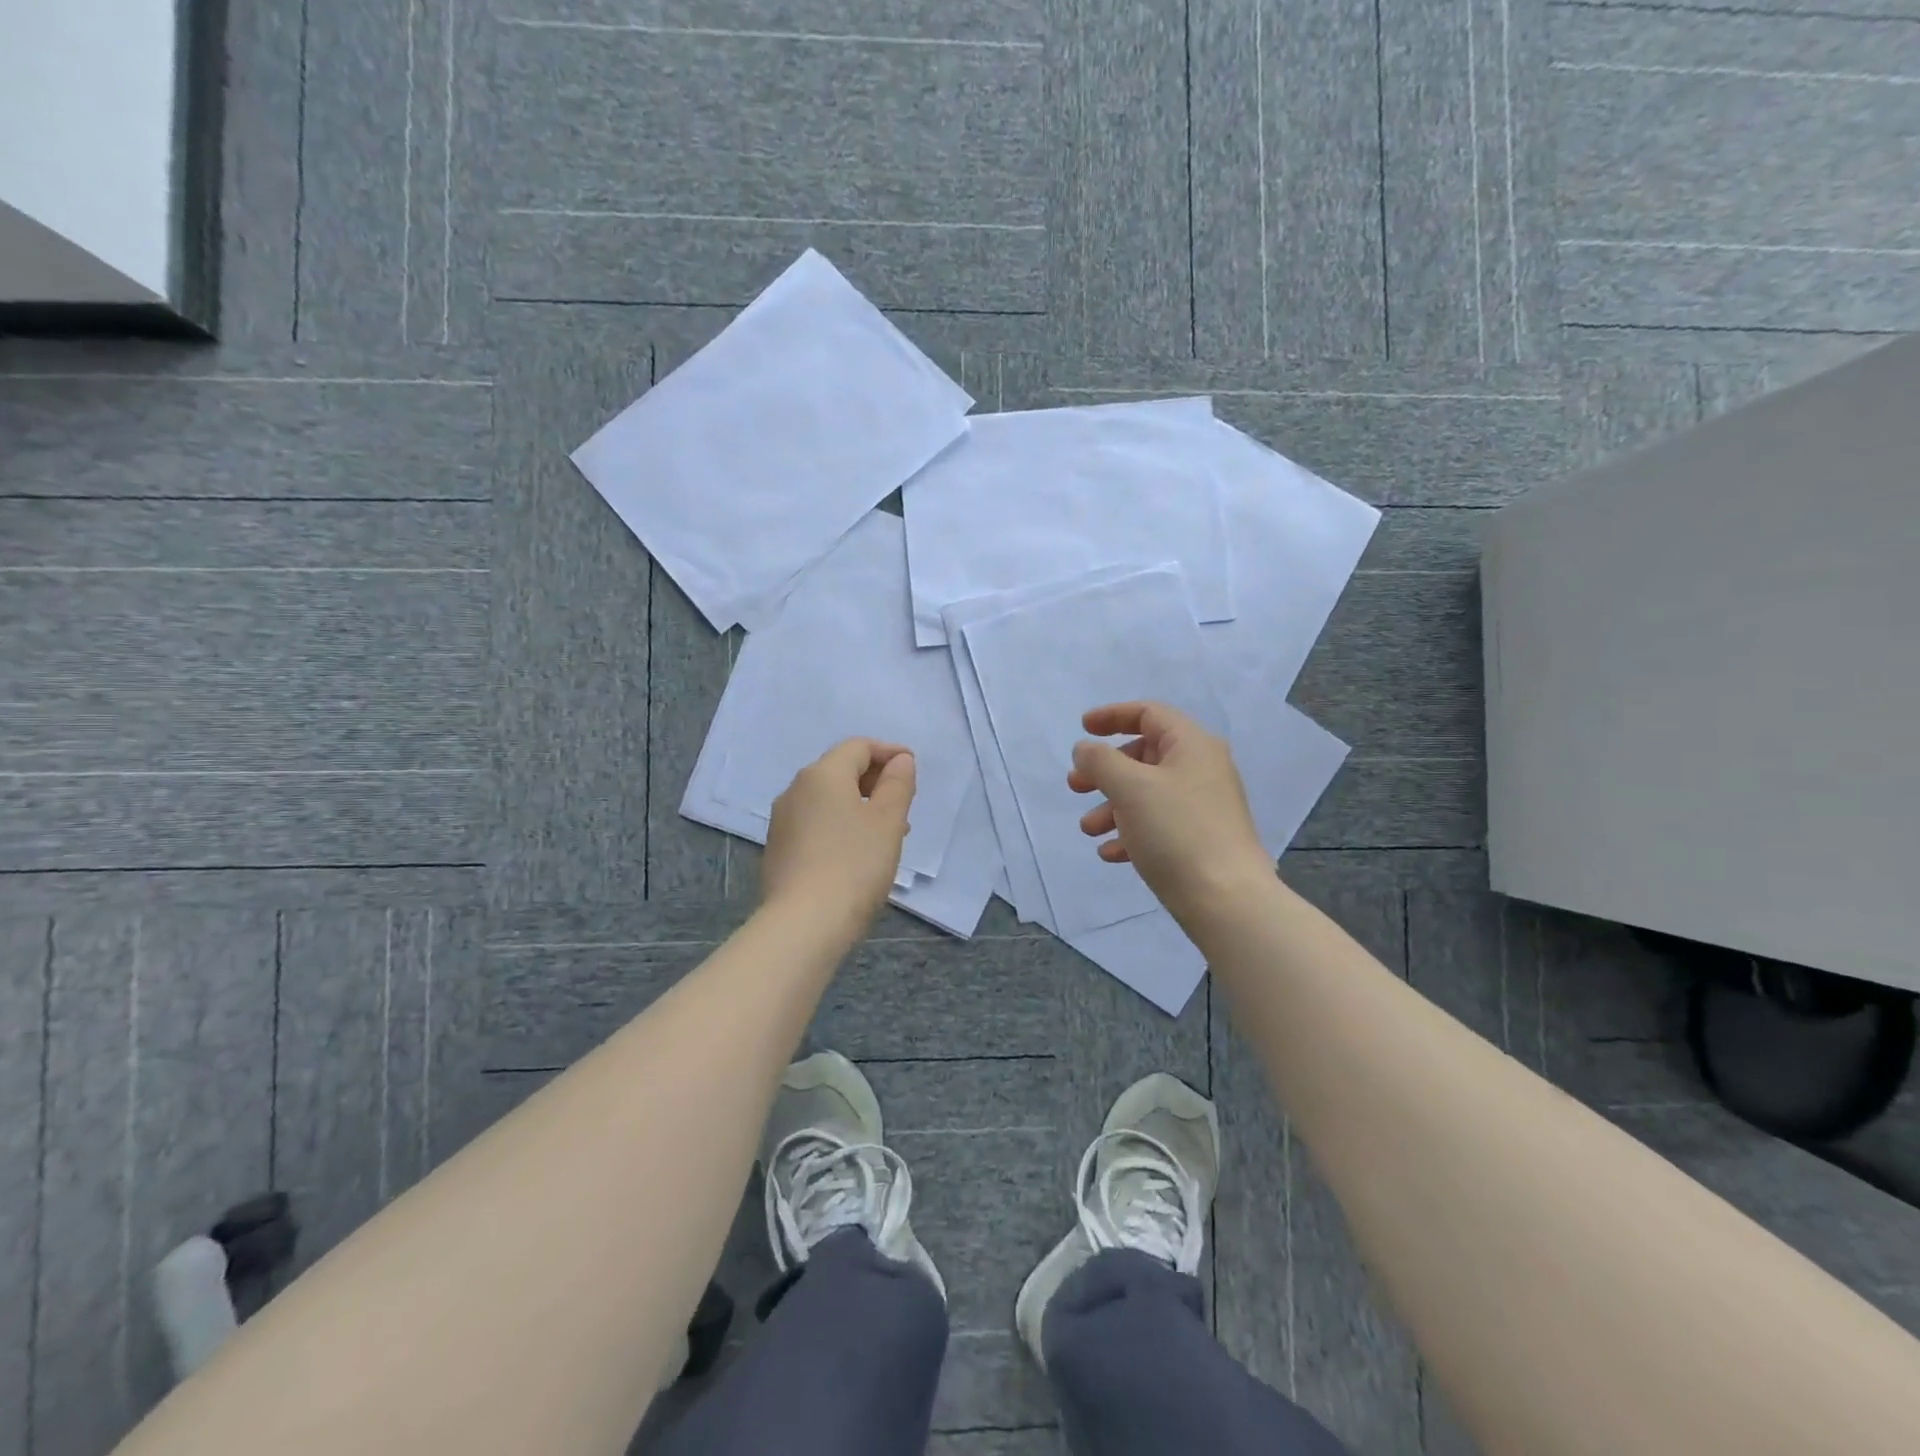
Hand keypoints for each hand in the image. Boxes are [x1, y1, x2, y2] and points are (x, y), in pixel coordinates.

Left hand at [762, 739, 915, 936]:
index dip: (889, 753)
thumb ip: (897, 784)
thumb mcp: (888, 821)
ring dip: (859, 805)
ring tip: (886, 832)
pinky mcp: (779, 849)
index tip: (913, 768)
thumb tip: (900, 760)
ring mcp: (783, 821)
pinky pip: (815, 823)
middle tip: (903, 802)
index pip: (858, 747)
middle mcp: (796, 789)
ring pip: (827, 799)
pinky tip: (857, 853)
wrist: (804, 923)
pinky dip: (840, 825)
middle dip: (874, 780)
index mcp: (822, 774)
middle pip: (840, 770)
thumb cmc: (854, 864)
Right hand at [1069, 702, 1271, 922]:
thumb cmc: (1176, 831)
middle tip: (1076, 786)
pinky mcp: (1199, 840)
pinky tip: (1110, 853)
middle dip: (1105, 770)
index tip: (1082, 728)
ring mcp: (1202, 807)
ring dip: (1111, 806)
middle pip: (1144, 755)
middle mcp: (1201, 769)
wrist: (1226, 900)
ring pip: (1147, 794)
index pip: (1149, 714)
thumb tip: (1086, 749)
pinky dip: (1130, 832)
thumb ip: (1100, 760)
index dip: (1112, 716)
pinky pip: (1157, 825)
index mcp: (1192, 745)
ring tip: (1088, 829)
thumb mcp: (1130, 787)